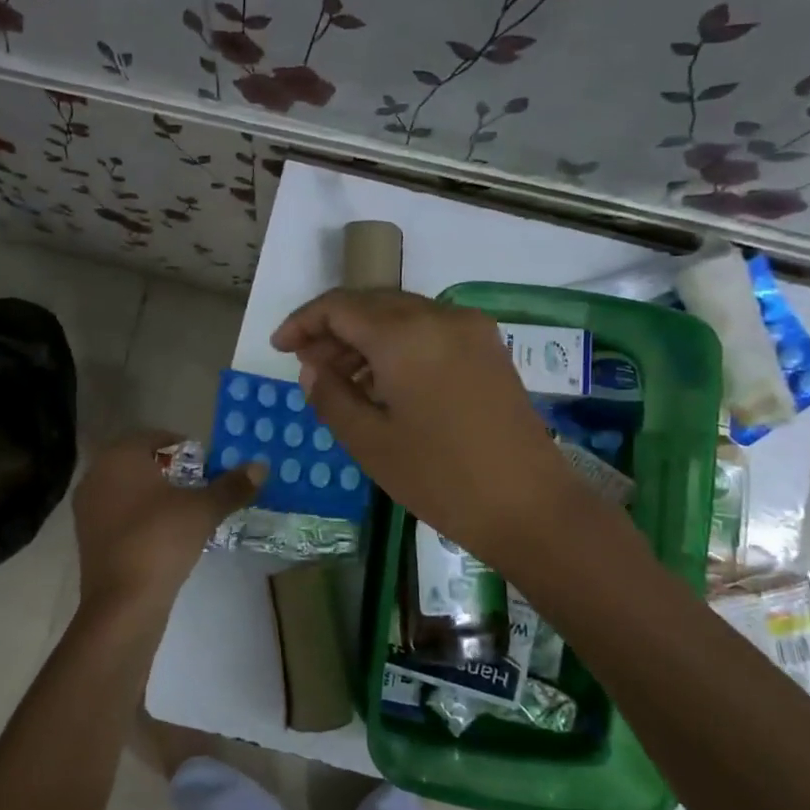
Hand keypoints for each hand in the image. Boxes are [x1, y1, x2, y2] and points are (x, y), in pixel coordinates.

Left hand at [71, 431, 264, 617]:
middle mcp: (97, 474)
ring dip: (154, 494)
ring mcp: (87, 507)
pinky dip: (140, 516)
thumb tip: (261, 466)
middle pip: (139, 462)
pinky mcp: (87, 537)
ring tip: (186, 511)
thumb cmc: (161, 540)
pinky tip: (164, 534)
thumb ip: (231, 486)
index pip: (154, 437)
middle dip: (170, 471)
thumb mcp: (203, 510)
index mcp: (120, 457)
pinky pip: (118, 513)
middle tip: (200, 485)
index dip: (184, 447)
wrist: (123, 602)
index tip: (207, 464)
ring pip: (127, 488)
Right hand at [271, 289, 589, 567]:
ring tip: (342, 380)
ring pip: (401, 315)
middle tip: (309, 368)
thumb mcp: (370, 442)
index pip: (340, 306)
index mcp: (405, 334)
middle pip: (372, 304)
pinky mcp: (488, 348)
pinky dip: (398, 345)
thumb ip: (331, 396)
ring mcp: (470, 329)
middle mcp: (440, 315)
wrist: (529, 506)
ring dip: (365, 338)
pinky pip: (429, 330)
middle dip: (333, 330)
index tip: (280, 348)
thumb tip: (311, 369)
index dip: (303, 321)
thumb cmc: (440, 478)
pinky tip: (384, 382)